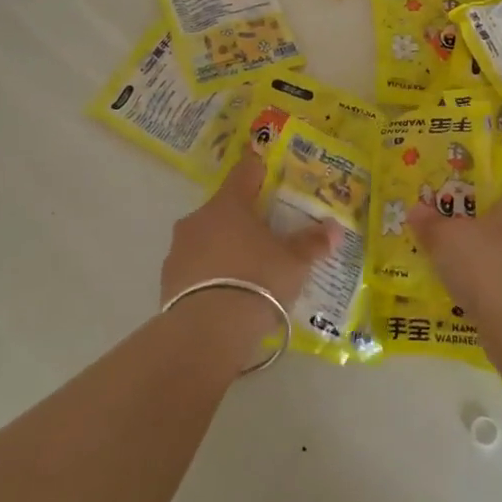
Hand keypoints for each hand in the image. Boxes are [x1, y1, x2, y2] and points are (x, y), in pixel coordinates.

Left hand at [159, 154, 335, 364]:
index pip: (244, 173)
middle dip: (242, 219)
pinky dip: (209, 275)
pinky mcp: (167, 280)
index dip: (258, 171)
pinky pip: (194, 268)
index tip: (268, 172)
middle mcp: (198, 219)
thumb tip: (334, 228)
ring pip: (206, 239)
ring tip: (246, 271)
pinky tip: (225, 294)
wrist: (207, 330)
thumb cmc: (257, 280)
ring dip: (223, 247)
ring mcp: (178, 249)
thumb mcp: (294, 262)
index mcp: (229, 204)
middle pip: (223, 209)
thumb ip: (313, 242)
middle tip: (265, 235)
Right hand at [408, 197, 501, 321]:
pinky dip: (486, 296)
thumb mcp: (444, 238)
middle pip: (497, 232)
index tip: (447, 217)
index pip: (493, 200)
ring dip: (480, 270)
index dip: (469, 206)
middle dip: (474, 240)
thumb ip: (430, 223)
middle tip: (444, 248)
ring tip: (450, 278)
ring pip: (501, 263)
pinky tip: (466, 303)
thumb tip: (415, 208)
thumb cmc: (482, 264)